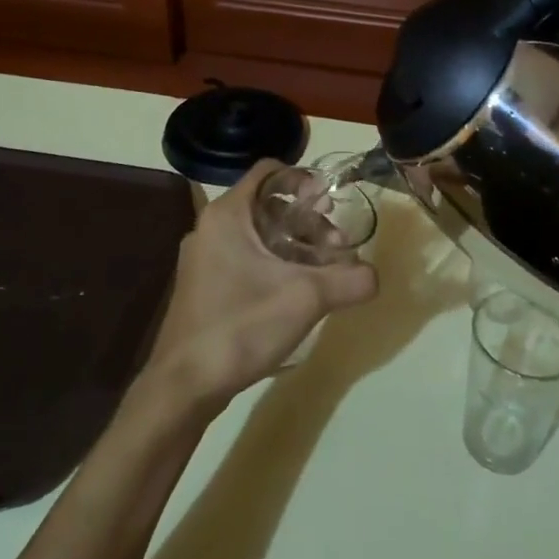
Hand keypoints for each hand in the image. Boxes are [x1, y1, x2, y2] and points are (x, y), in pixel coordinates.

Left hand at [141, 160, 377, 412]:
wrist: (183, 387)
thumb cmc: (240, 326)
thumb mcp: (305, 299)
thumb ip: (348, 280)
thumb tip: (376, 276)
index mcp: (227, 215)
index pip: (269, 171)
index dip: (304, 178)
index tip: (330, 203)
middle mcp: (211, 228)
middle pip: (268, 205)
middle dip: (307, 221)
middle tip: (336, 246)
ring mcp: (204, 259)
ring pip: (259, 235)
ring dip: (294, 245)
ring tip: (323, 273)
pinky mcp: (205, 287)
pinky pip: (246, 259)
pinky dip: (275, 264)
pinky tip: (297, 293)